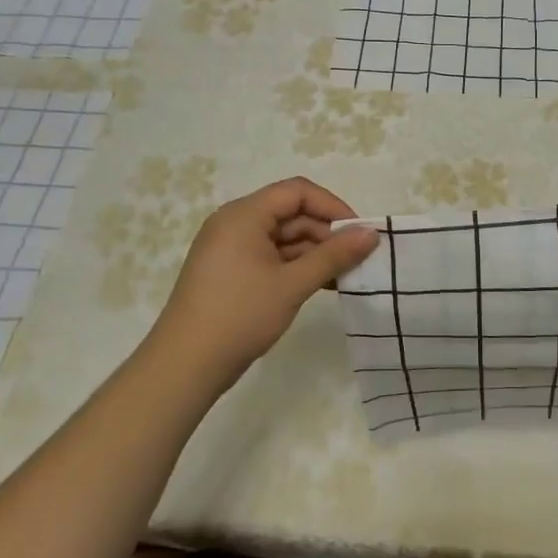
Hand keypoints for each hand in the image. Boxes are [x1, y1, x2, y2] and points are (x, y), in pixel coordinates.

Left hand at [146, 177, 379, 390]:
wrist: (186, 365)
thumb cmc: (240, 315)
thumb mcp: (293, 284)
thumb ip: (334, 256)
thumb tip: (371, 233)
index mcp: (244, 214)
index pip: (297, 192)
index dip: (332, 207)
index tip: (359, 234)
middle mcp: (235, 223)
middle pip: (290, 213)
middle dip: (326, 234)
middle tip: (357, 261)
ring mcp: (230, 249)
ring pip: (283, 238)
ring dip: (314, 253)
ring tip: (344, 277)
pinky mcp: (231, 272)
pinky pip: (271, 257)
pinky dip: (296, 267)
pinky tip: (321, 285)